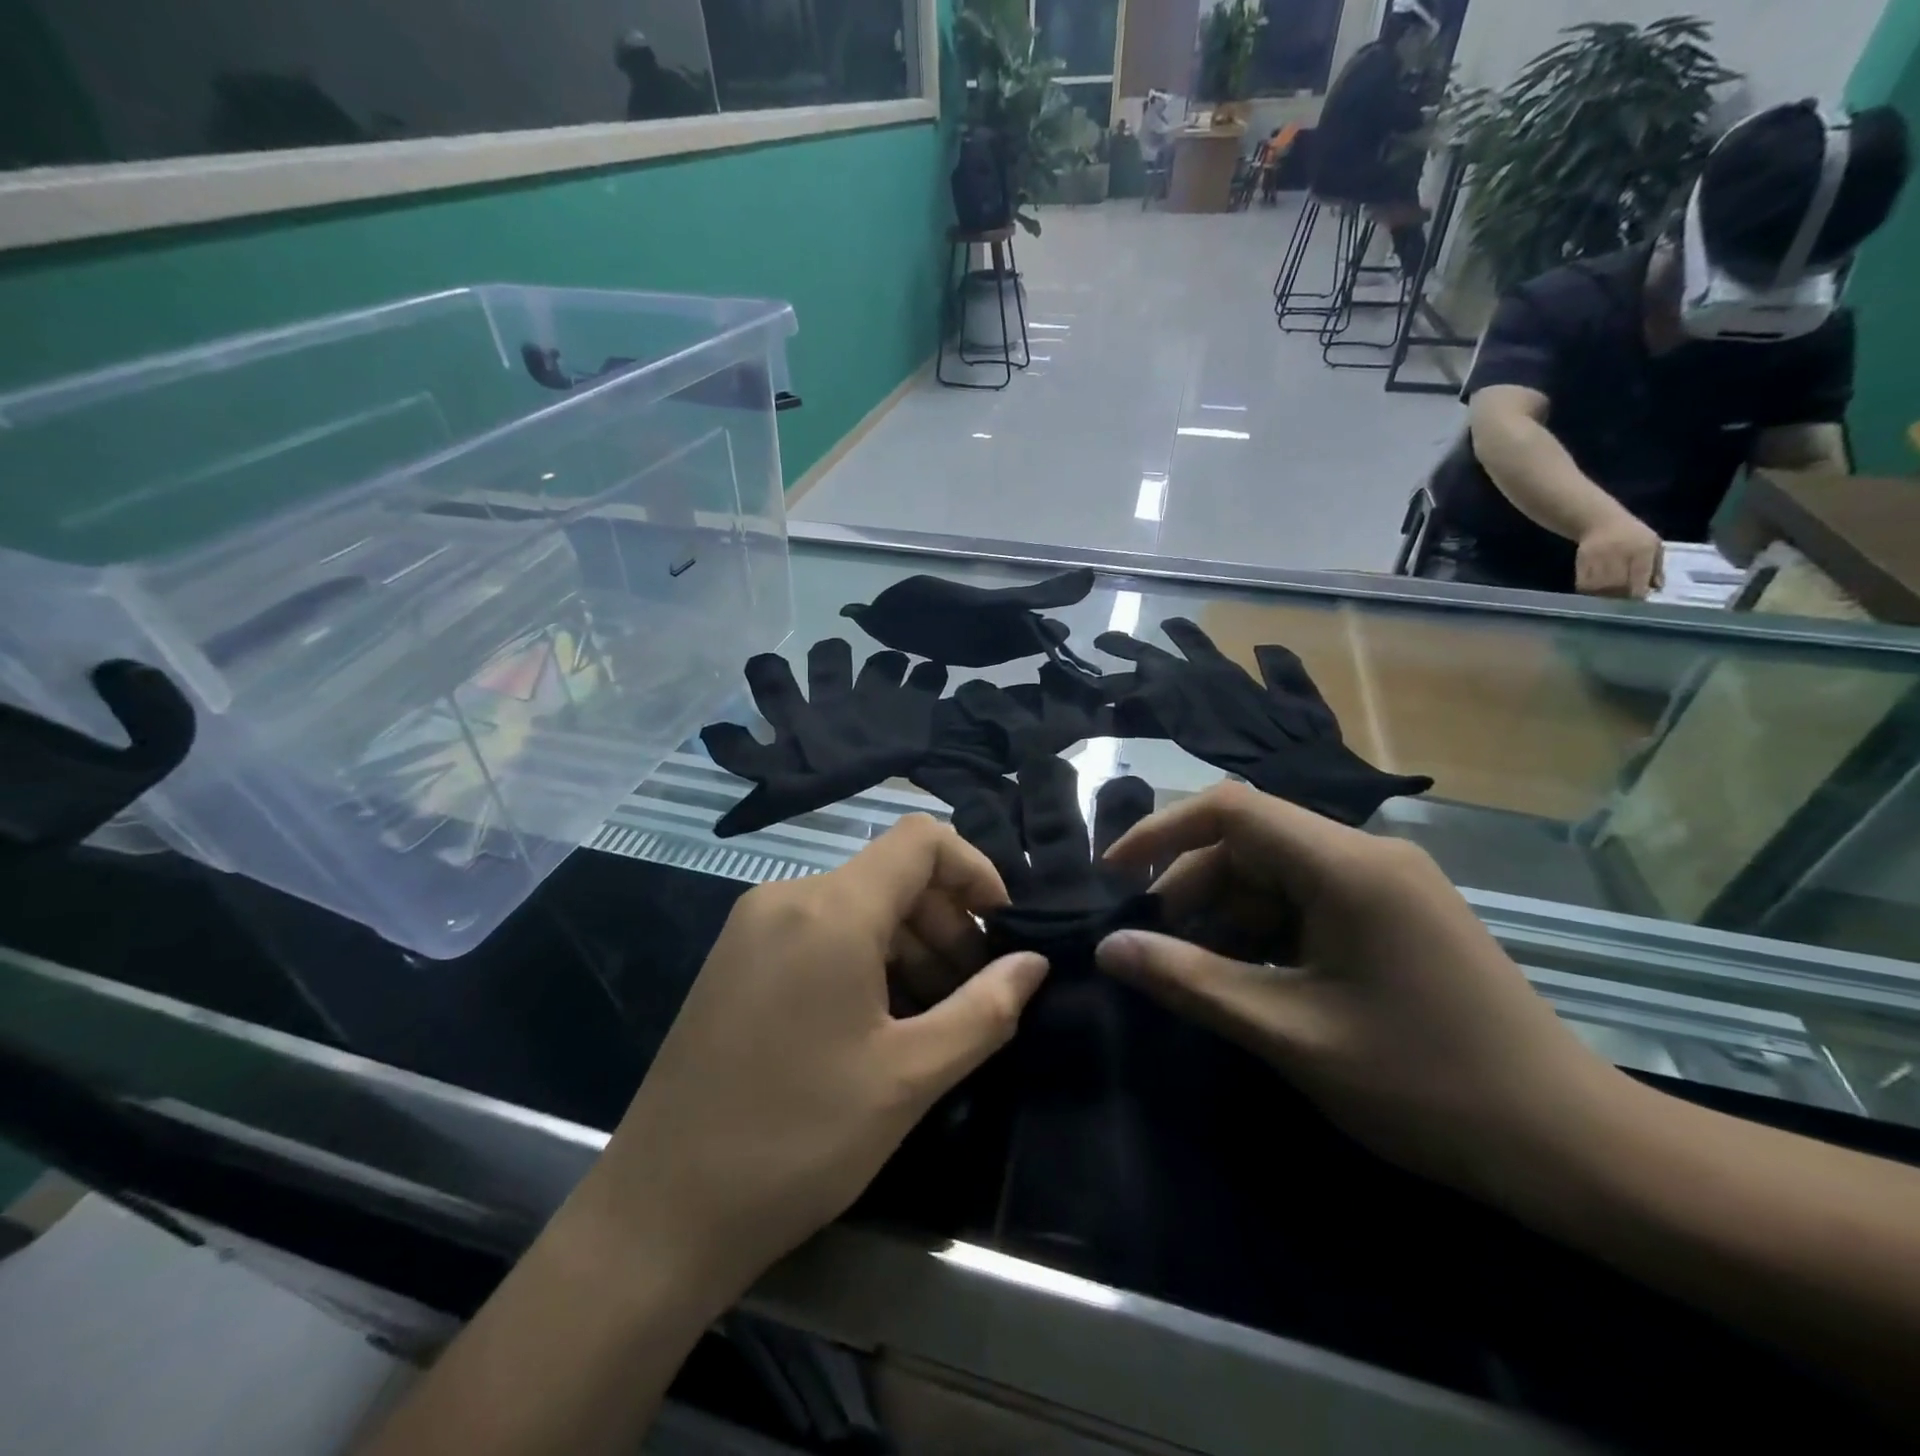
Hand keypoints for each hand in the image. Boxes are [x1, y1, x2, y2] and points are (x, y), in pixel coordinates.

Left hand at [577, 816, 1047, 1300]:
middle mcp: (787, 897)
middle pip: (891, 874)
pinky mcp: (735, 958)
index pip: (921, 839)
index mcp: (830, 910)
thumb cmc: (797, 1140)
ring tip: (934, 1013)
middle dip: (946, 920)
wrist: (660, 1213)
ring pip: (856, 904)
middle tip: (974, 991)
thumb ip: (985, 1009)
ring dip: (909, 943)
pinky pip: (819, 930)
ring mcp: (752, 926)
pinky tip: (879, 1019)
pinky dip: (865, 956)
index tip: (1004, 926)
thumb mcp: (909, 1077)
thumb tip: (1034, 963)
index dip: (974, 869)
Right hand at [1094, 783, 1630, 1201]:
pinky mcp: (1397, 913)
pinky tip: (1256, 980)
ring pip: (1276, 873)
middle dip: (1193, 889)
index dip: (1162, 832)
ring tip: (1203, 974)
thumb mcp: (1290, 1033)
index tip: (1116, 876)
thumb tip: (1109, 947)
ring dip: (1228, 915)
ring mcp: (1387, 883)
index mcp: (1347, 866)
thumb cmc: (1427, 1086)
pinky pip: (1309, 900)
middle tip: (1157, 949)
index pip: (1232, 808)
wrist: (1574, 1147)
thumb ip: (1190, 981)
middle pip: (1250, 842)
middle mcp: (1368, 855)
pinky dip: (1267, 931)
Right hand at [1576, 509, 1664, 598]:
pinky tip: (1594, 591)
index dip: (1638, 592)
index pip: (1640, 577)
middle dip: (1620, 596)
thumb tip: (1656, 588)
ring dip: (1604, 595)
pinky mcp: (1582, 561)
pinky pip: (1583, 583)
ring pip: (1599, 586)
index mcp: (1643, 550)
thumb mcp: (1653, 545)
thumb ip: (1656, 567)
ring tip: (1609, 596)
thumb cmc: (1632, 534)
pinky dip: (1589, 591)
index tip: (1638, 599)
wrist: (1600, 521)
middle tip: (1622, 600)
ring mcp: (1598, 557)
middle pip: (1617, 585)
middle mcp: (1620, 553)